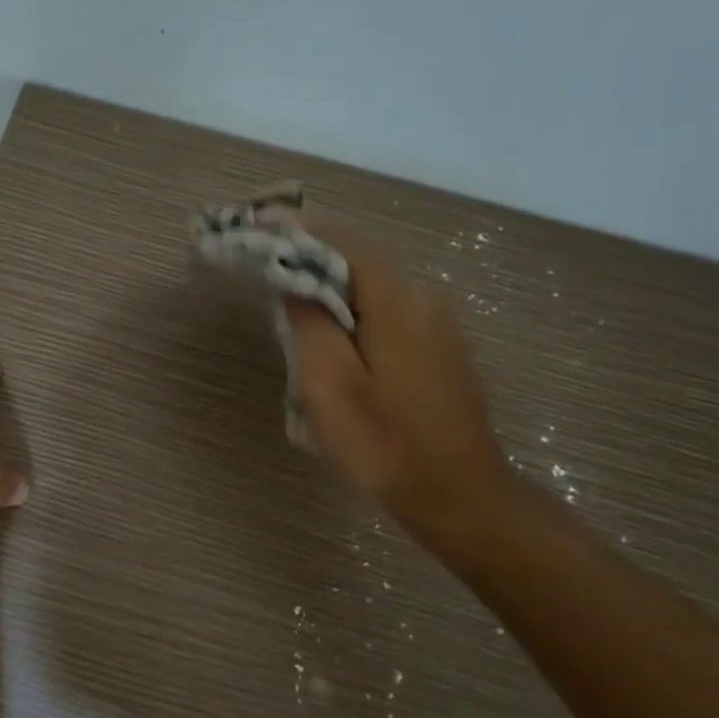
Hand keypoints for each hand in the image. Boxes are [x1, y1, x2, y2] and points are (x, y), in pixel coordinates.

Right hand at [282, 224, 509, 549]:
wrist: (458, 495)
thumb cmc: (385, 444)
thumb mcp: (329, 385)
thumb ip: (309, 324)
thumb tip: (294, 282)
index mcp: (398, 301)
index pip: (345, 242)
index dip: (301, 228)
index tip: (259, 221)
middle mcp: (424, 299)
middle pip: (362, 258)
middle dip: (314, 249)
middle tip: (266, 252)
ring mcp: (438, 324)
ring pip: (375, 284)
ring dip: (332, 278)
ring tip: (288, 285)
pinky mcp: (440, 348)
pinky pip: (388, 308)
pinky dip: (353, 303)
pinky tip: (330, 326)